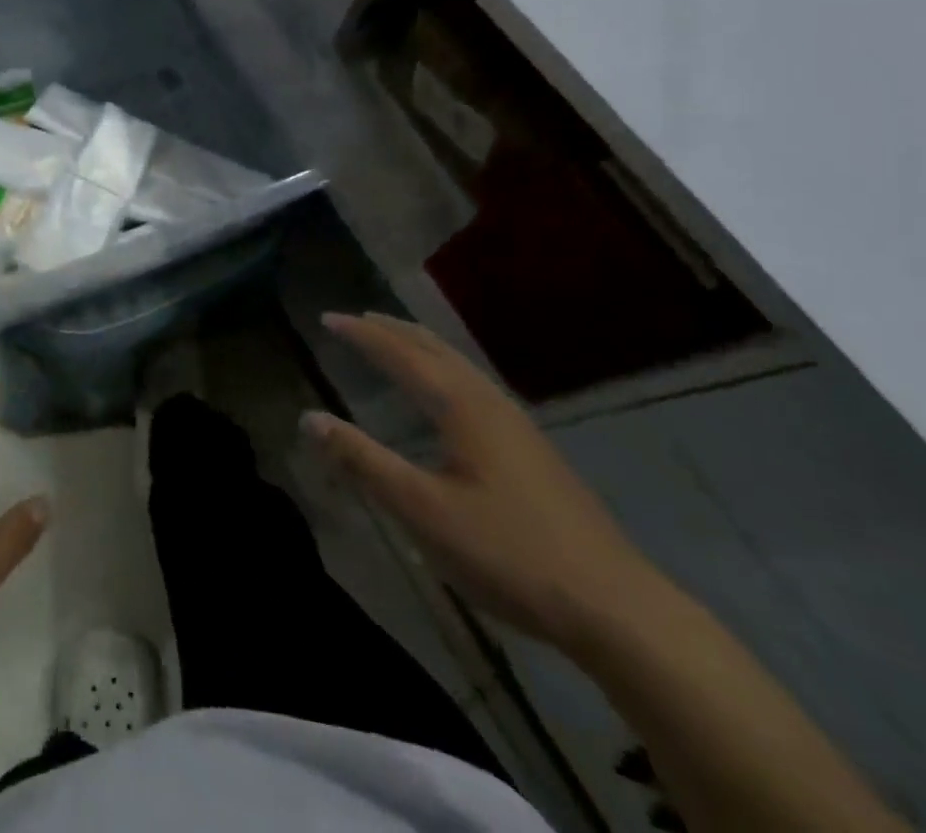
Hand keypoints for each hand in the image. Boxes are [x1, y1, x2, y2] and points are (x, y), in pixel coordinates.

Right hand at [304, 313, 663, 650]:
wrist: (615, 606)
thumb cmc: (507, 552)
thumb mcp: (421, 510)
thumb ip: (363, 461)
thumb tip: (309, 418)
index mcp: (461, 406)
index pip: (400, 354)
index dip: (361, 335)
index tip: (327, 318)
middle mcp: (489, 402)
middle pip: (434, 348)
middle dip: (392, 330)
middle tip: (356, 319)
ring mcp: (517, 425)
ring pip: (458, 366)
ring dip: (420, 346)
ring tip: (394, 341)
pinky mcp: (532, 450)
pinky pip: (473, 385)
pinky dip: (443, 369)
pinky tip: (447, 395)